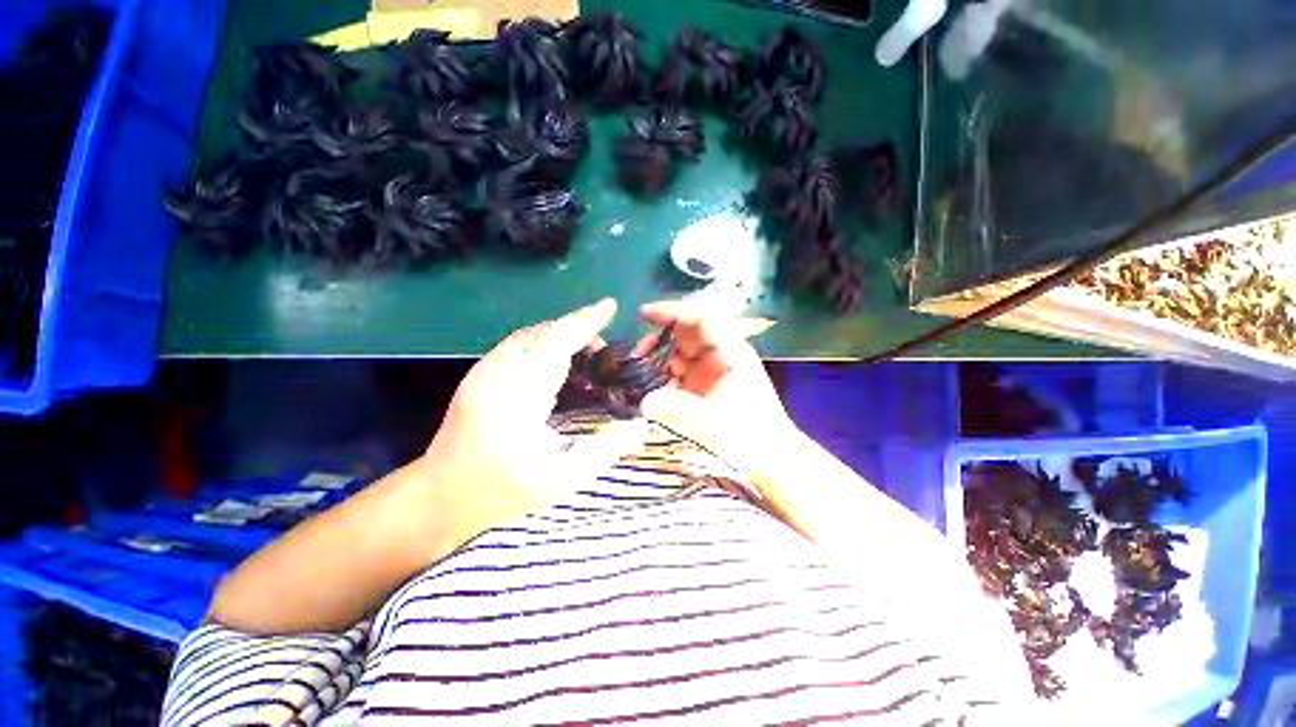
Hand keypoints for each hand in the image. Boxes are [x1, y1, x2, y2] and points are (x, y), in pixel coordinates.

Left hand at [422, 298, 617, 537]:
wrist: (437, 499)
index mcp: (516, 399)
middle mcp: (495, 376)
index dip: (584, 322)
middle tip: (604, 354)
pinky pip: (517, 345)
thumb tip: (641, 427)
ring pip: (527, 336)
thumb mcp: (560, 480)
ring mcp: (481, 373)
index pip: (554, 344)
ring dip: (559, 335)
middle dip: (576, 330)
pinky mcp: (477, 376)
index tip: (609, 307)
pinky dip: (543, 344)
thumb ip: (604, 450)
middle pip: (541, 333)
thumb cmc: (501, 493)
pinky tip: (557, 364)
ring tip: (585, 357)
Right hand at [637, 300, 799, 474]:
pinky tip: (651, 391)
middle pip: (686, 333)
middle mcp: (721, 356)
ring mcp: (713, 371)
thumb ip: (676, 408)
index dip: (674, 310)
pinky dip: (664, 378)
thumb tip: (642, 402)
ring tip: (639, 377)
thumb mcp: (711, 421)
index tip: (644, 315)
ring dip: (659, 360)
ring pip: (680, 353)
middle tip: (636, 358)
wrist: (771, 460)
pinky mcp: (706, 387)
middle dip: (658, 340)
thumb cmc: (748, 437)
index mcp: (730, 352)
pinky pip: (680, 373)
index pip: (702, 316)